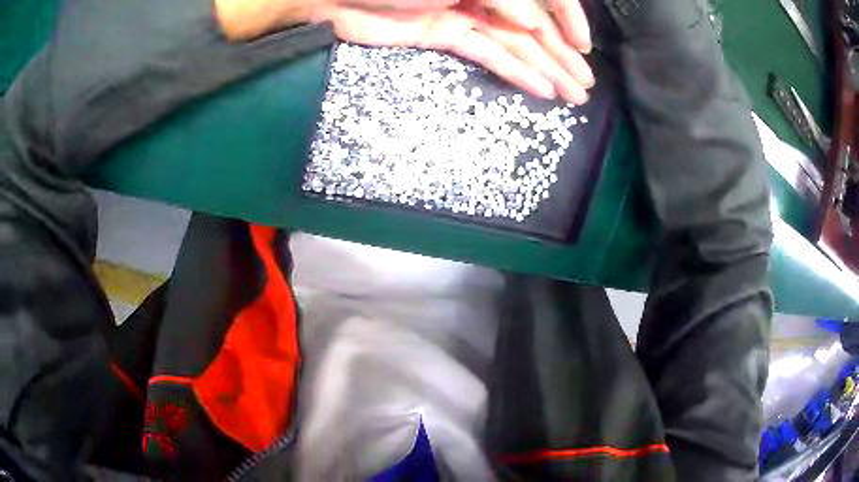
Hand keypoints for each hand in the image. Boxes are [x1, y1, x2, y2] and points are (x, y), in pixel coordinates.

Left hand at [318, 0, 594, 103]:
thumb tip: (534, 24)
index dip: (568, 19)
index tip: (586, 48)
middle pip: (533, 25)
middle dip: (562, 54)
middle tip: (586, 85)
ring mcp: (467, 14)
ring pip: (516, 43)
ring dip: (546, 68)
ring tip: (573, 95)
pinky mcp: (448, 35)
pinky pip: (488, 54)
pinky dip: (514, 71)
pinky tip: (540, 89)